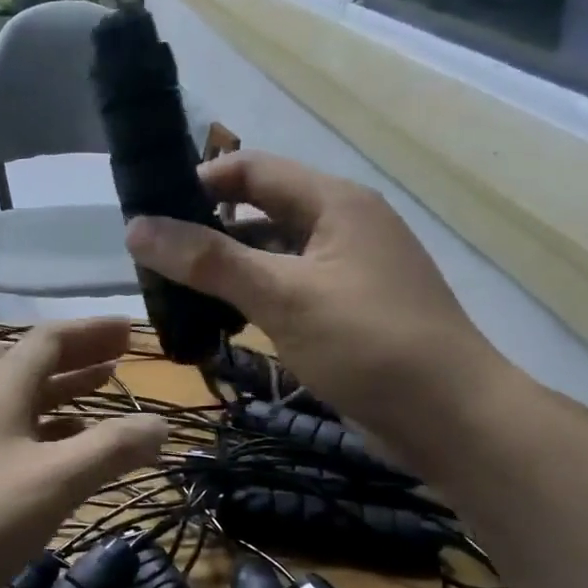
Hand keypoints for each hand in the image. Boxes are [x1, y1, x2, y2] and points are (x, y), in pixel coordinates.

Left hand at [0, 319, 167, 587]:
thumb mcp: (57, 480)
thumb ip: (112, 448)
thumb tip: (161, 423)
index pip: (50, 339)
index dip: (93, 330)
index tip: (131, 330)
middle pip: (36, 365)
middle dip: (83, 357)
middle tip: (124, 356)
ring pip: (26, 402)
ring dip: (67, 393)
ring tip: (105, 392)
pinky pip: (16, 435)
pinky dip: (50, 432)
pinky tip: (68, 451)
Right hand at [126, 152, 513, 460]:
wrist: (452, 419)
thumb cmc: (368, 344)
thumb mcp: (283, 297)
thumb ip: (209, 261)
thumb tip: (135, 228)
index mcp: (334, 202)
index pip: (251, 169)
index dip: (198, 183)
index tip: (148, 212)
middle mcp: (343, 224)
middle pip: (261, 209)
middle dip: (207, 229)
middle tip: (154, 258)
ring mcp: (348, 268)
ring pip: (274, 253)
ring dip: (229, 266)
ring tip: (175, 291)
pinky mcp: (349, 308)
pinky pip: (290, 286)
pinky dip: (254, 296)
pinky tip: (223, 321)